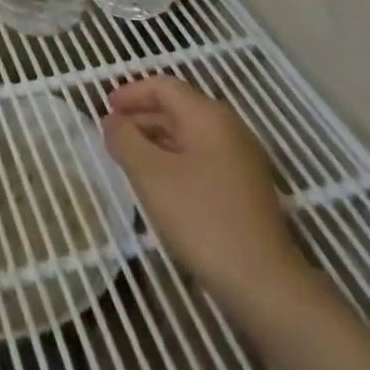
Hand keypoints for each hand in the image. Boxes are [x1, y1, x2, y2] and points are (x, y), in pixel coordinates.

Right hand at [104, 77, 295, 294]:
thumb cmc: (201, 218)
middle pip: (178, 107)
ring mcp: (242, 158)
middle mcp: (229, 127)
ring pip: (191, 134)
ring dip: (158, 139)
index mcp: (207, 115)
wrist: (264, 282)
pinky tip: (162, 185)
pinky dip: (177, 159)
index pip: (164, 87)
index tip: (105, 109)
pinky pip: (203, 158)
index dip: (131, 93)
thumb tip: (112, 121)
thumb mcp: (151, 176)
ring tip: (131, 160)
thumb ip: (126, 141)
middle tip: (113, 135)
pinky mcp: (247, 188)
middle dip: (142, 116)